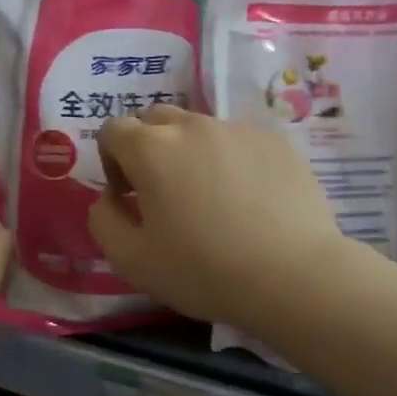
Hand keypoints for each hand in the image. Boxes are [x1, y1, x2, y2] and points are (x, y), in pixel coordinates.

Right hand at [88, 107, 347, 329]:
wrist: (293, 276)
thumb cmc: (203, 270)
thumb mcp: (131, 260)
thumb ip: (103, 220)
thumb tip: (109, 198)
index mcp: (151, 148)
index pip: (113, 129)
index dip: (111, 160)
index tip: (128, 196)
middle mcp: (192, 125)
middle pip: (155, 119)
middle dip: (147, 147)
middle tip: (162, 192)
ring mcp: (238, 129)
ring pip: (198, 128)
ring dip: (189, 153)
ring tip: (210, 198)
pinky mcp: (275, 140)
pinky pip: (238, 140)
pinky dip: (230, 159)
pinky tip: (247, 200)